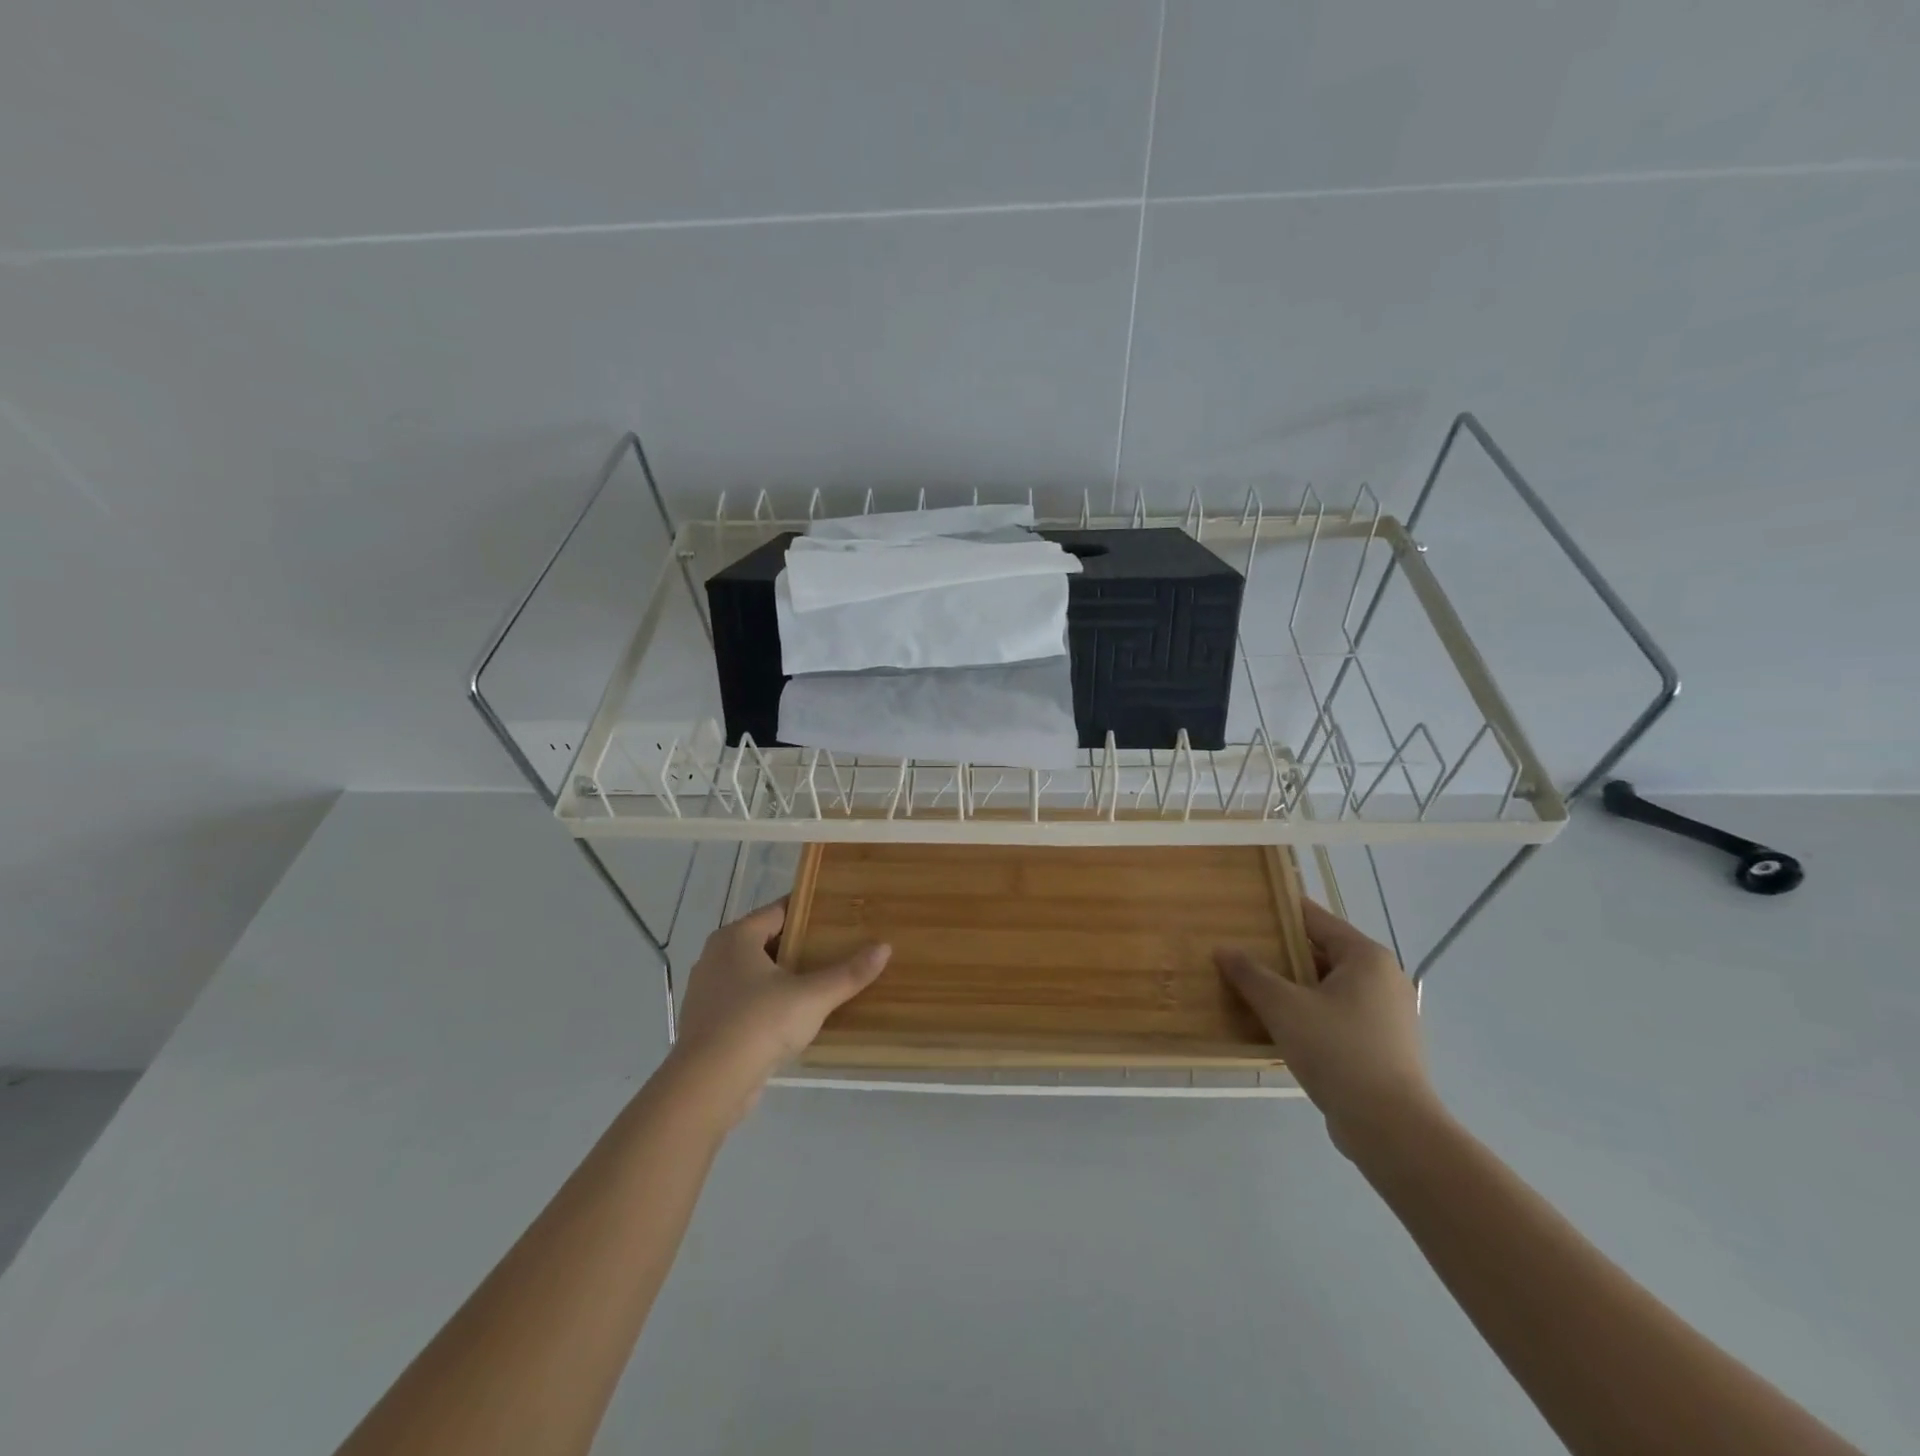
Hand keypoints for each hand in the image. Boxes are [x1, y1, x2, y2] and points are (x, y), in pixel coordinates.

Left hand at [665, 899, 889, 1124]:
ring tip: (819, 981)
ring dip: (782, 976)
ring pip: (753, 973)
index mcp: (736, 937)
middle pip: (766, 941)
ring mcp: (707, 991)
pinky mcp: (707, 1023)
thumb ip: (848, 973)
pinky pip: (743, 1000)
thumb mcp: (812, 997)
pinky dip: (766, 1002)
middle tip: (837, 948)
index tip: (838, 915)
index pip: (778, 911)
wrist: (708, 1086)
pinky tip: (792, 1016)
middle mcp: (716, 956)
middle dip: (799, 945)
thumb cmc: (758, 1024)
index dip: (809, 911)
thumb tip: (885, 947)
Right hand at [1215, 899, 1442, 1159]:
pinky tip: (1278, 1027)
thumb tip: (1223, 949)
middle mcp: (1382, 978)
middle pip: (1322, 953)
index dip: (1279, 912)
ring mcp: (1387, 1014)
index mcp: (1365, 957)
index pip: (1315, 919)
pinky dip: (1309, 1014)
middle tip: (1240, 952)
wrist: (1390, 1128)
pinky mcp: (1383, 1046)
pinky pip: (1337, 1015)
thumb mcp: (1283, 1007)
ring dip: (1293, 987)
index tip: (1245, 911)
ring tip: (1251, 989)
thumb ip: (1250, 974)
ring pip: (1328, 987)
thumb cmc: (1337, 1051)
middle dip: (1281, 954)